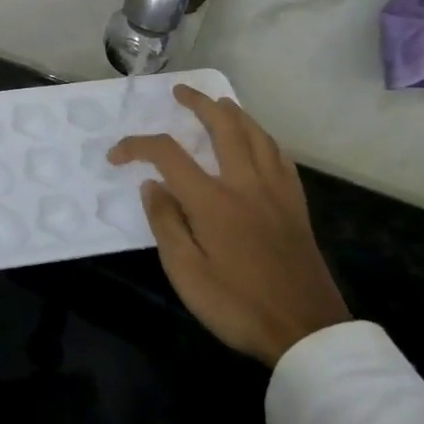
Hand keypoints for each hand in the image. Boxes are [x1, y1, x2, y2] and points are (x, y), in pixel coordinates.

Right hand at [110, 87, 348, 366]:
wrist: (306, 331)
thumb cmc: (238, 305)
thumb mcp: (186, 273)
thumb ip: (165, 223)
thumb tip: (151, 184)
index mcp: (213, 200)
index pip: (167, 154)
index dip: (137, 146)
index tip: (117, 155)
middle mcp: (245, 184)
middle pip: (223, 126)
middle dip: (198, 103)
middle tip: (180, 92)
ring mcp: (276, 192)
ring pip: (257, 135)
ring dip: (234, 113)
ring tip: (219, 104)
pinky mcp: (295, 205)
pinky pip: (280, 156)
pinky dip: (264, 138)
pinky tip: (259, 141)